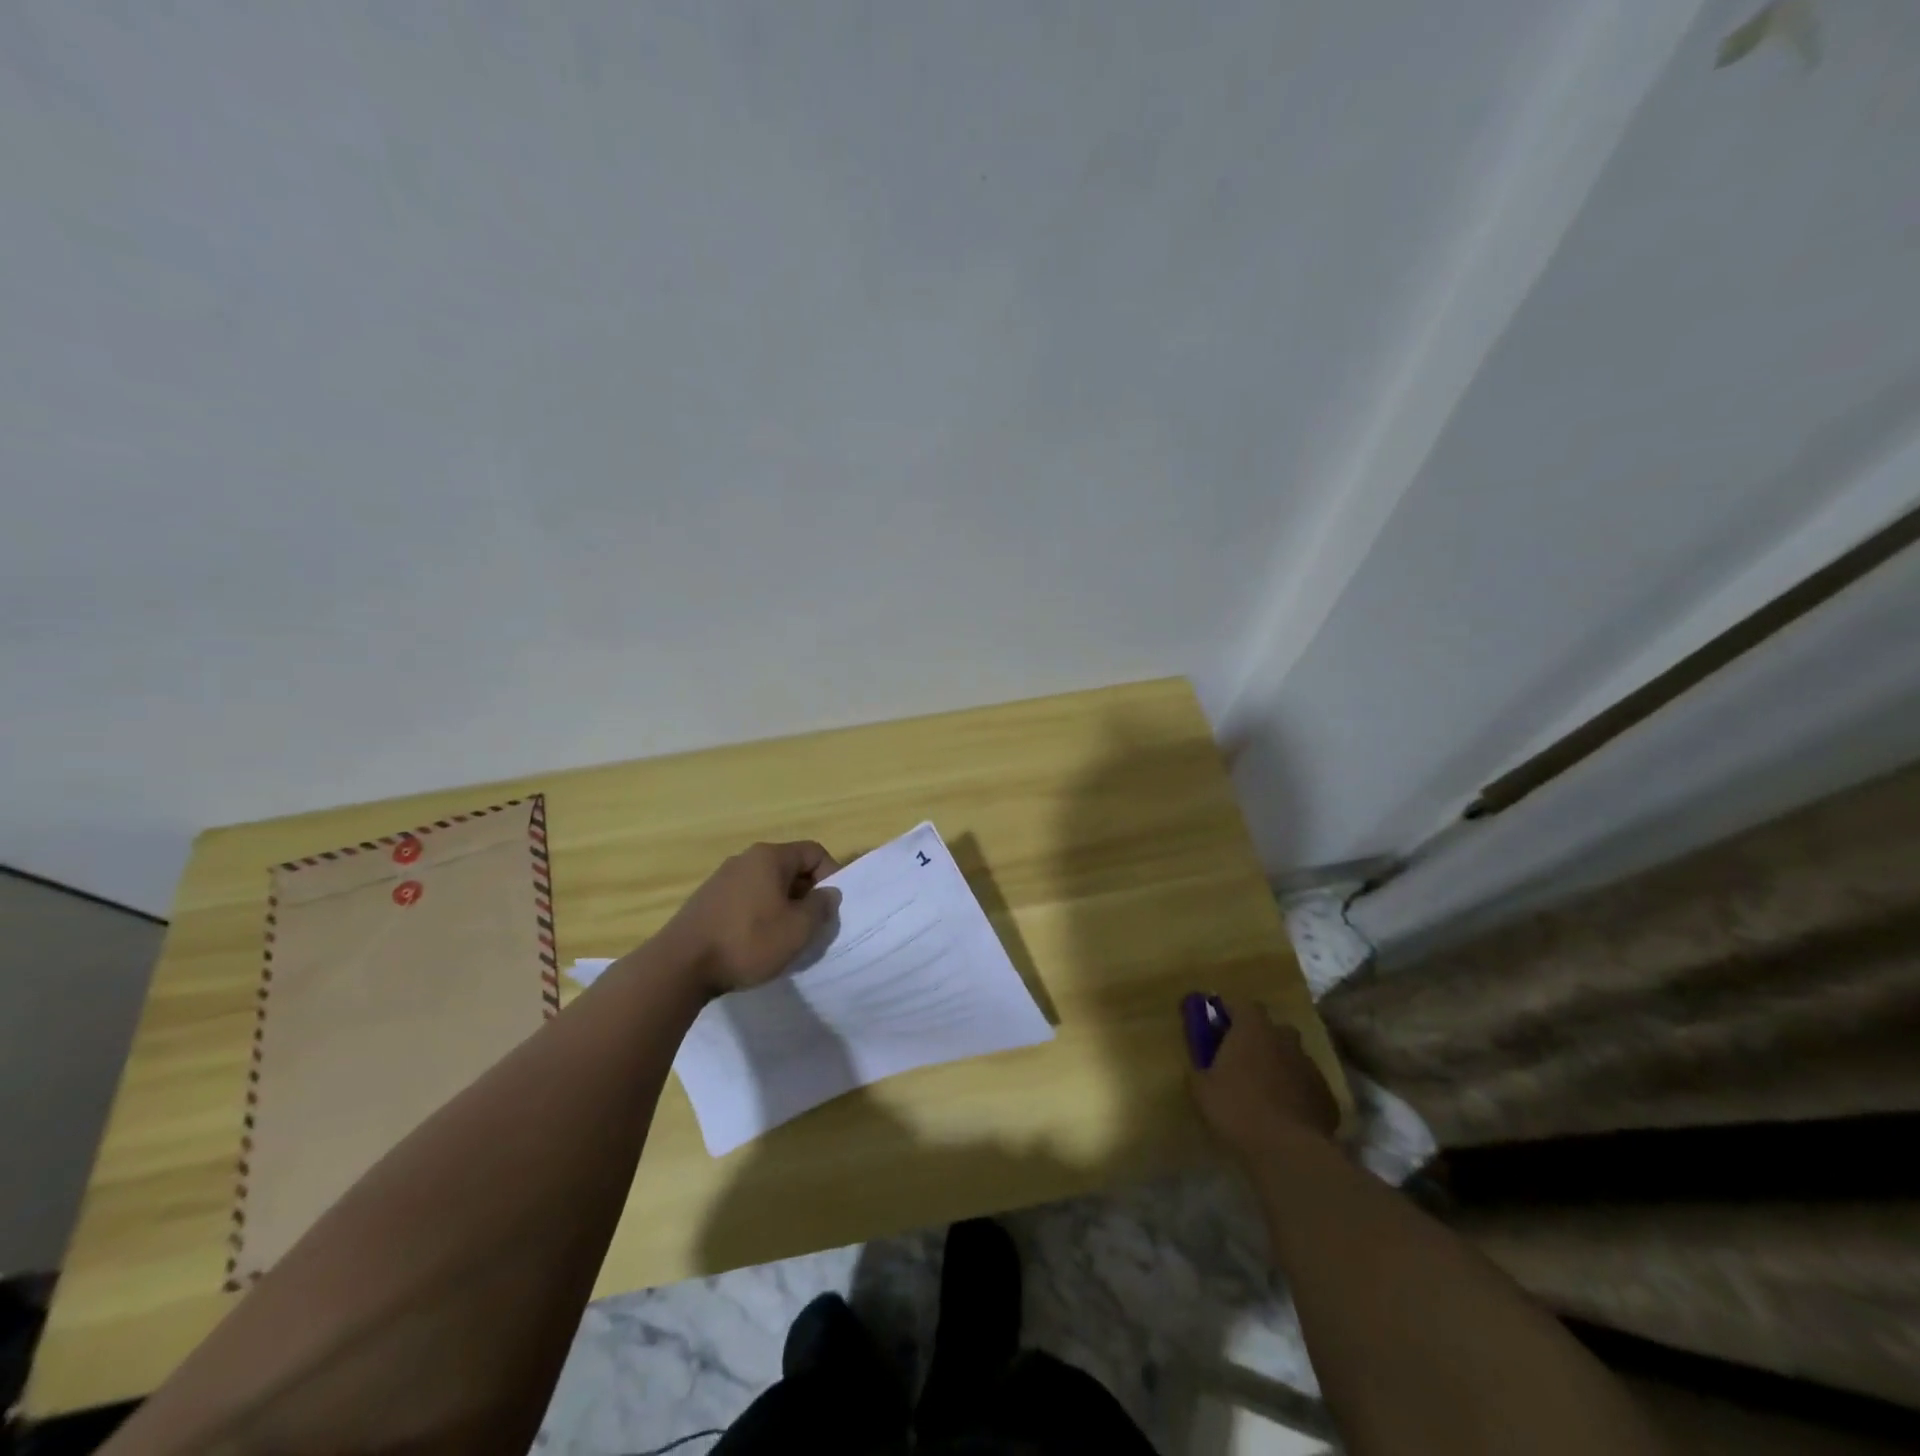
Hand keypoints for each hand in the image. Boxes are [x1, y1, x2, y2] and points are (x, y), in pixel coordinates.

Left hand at [658, 840, 840, 995]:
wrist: (680, 966)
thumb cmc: (748, 942)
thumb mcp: (798, 929)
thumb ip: (821, 907)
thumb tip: (828, 893)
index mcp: (769, 857)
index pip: (813, 852)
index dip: (831, 876)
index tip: (831, 908)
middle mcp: (745, 859)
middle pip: (789, 868)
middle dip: (807, 894)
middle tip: (812, 926)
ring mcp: (722, 879)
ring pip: (767, 886)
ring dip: (783, 907)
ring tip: (785, 938)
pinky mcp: (706, 901)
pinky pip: (746, 900)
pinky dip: (759, 915)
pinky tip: (756, 943)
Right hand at [1189, 997, 1338, 1164]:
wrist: (1289, 1152)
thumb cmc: (1237, 1109)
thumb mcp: (1201, 1090)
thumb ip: (1199, 1072)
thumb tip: (1199, 1070)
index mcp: (1253, 1029)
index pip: (1242, 1005)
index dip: (1230, 1014)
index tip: (1217, 1028)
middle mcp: (1285, 1039)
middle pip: (1272, 1029)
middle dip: (1259, 1039)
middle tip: (1242, 1060)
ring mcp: (1310, 1067)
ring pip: (1292, 1058)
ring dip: (1279, 1067)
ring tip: (1264, 1092)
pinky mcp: (1328, 1097)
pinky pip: (1306, 1086)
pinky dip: (1296, 1094)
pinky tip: (1285, 1115)